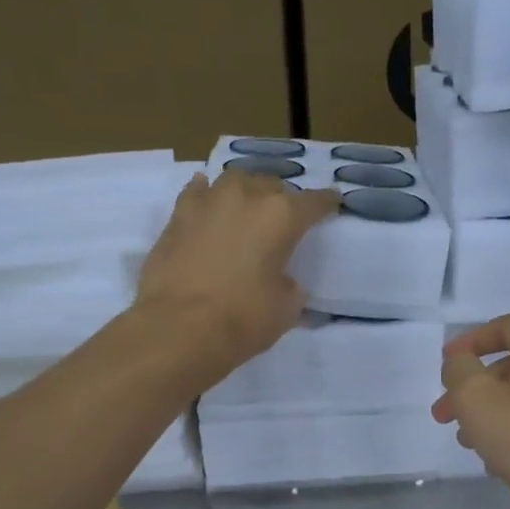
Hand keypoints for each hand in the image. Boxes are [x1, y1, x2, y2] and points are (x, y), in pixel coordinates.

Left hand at [134, 170, 338, 378]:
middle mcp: (246, 197)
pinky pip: (198, 192)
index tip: (332, 203)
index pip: (313, 202)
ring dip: (245, 191)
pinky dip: (207, 195)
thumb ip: (290, 287)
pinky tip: (208, 202)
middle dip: (281, 198)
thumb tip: (283, 281)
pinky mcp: (177, 216)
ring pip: (234, 180)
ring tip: (247, 206)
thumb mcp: (285, 308)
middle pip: (271, 185)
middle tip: (283, 219)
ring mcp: (208, 202)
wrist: (179, 328)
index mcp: (281, 217)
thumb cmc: (243, 319)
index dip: (325, 203)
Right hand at [432, 315, 509, 507]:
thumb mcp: (477, 396)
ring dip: (488, 415)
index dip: (471, 340)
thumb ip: (459, 371)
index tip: (445, 362)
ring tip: (466, 443)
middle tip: (444, 415)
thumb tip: (461, 365)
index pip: (507, 327)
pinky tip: (496, 464)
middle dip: (472, 388)